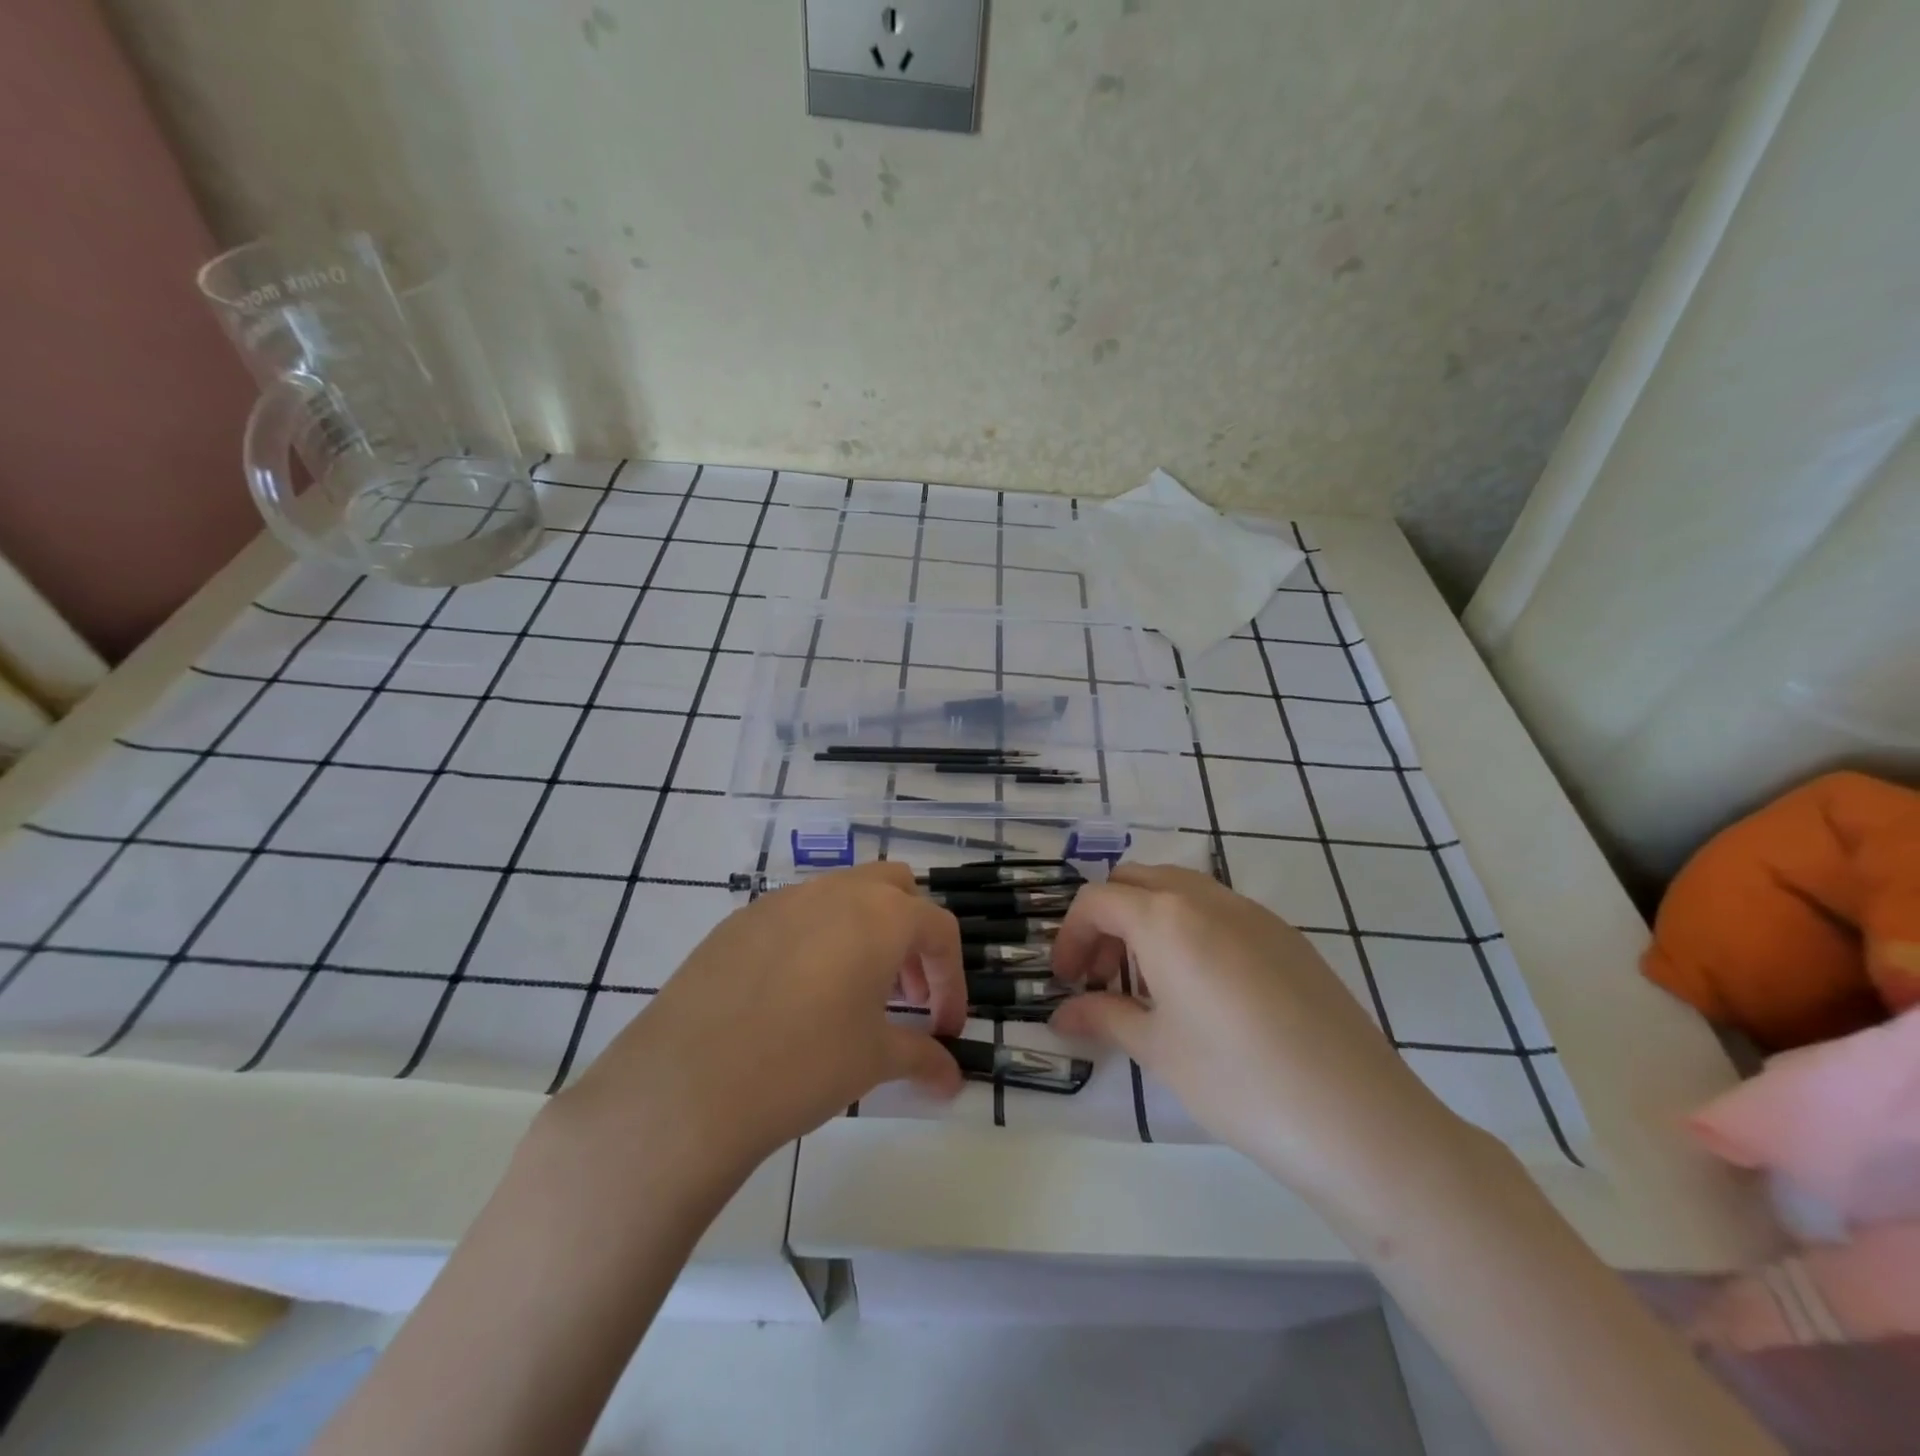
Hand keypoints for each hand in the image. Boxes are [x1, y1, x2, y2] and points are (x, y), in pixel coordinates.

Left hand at [556, 862, 965, 1183]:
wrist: (689, 1082)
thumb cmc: (804, 1063)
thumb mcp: (874, 1061)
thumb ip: (922, 1059)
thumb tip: (952, 1079)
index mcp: (881, 915)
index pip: (939, 930)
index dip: (951, 979)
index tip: (944, 1029)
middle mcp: (836, 891)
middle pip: (894, 888)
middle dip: (910, 935)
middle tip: (902, 994)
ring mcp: (783, 899)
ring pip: (842, 895)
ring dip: (863, 933)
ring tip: (851, 995)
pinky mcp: (740, 919)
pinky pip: (795, 915)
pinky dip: (815, 940)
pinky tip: (793, 997)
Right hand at [1050, 863, 1472, 1210]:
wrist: (1358, 1118)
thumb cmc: (1238, 1081)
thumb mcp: (1158, 1050)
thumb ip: (1104, 1017)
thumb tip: (1062, 1014)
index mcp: (1166, 917)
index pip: (1097, 901)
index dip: (1069, 936)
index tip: (1065, 981)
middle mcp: (1207, 898)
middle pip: (1136, 881)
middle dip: (1107, 919)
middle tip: (1102, 976)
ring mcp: (1254, 912)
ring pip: (1180, 890)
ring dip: (1148, 920)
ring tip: (1150, 984)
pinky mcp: (1288, 936)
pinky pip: (1220, 911)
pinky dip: (1190, 929)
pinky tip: (1204, 991)